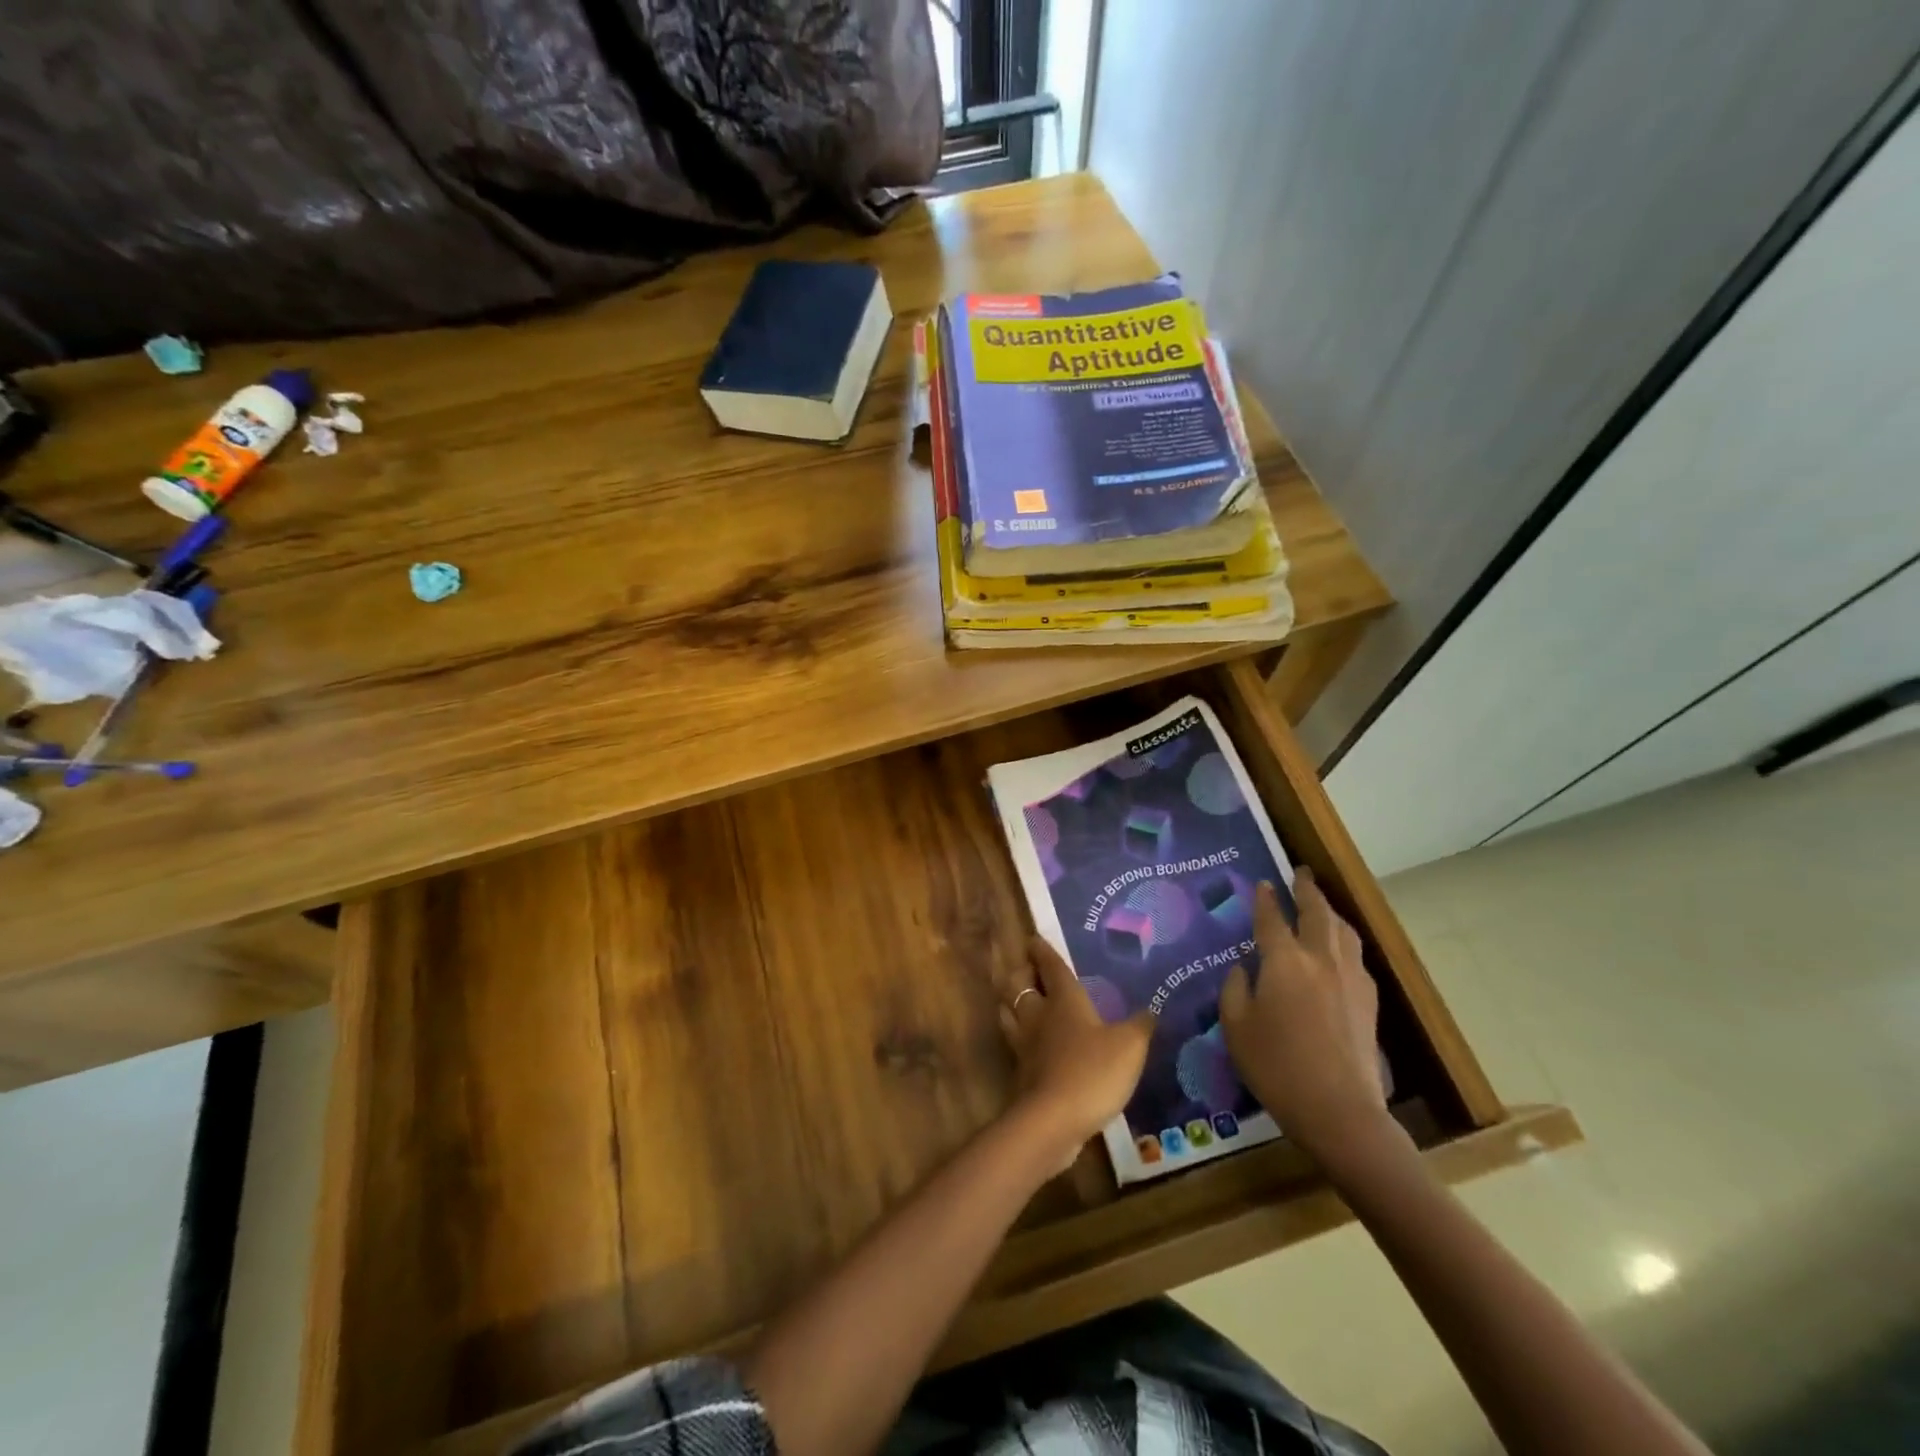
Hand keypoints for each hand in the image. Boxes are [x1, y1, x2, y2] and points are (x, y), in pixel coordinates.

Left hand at [994, 937, 1151, 1169]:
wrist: (1052, 1121)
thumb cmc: (1092, 1072)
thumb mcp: (1129, 1046)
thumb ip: (1140, 1026)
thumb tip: (1151, 1009)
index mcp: (1063, 1001)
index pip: (1051, 967)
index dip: (1043, 952)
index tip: (1033, 938)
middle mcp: (1038, 1016)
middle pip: (1019, 985)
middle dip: (1021, 974)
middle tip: (1027, 969)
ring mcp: (1024, 1045)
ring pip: (1010, 1012)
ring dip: (1012, 1002)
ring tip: (1020, 1000)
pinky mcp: (1021, 1073)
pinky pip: (1016, 1043)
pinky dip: (1019, 1036)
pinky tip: (1031, 1044)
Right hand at [1218, 869, 1390, 1168]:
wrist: (1340, 1111)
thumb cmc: (1277, 1067)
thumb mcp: (1236, 1027)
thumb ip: (1236, 989)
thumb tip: (1244, 969)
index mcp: (1284, 961)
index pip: (1271, 919)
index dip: (1265, 899)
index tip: (1263, 884)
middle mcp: (1321, 959)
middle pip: (1317, 912)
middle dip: (1307, 890)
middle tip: (1301, 873)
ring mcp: (1350, 978)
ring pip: (1343, 931)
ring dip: (1330, 911)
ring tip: (1321, 905)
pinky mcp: (1368, 1000)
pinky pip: (1355, 955)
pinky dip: (1344, 939)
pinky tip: (1338, 950)